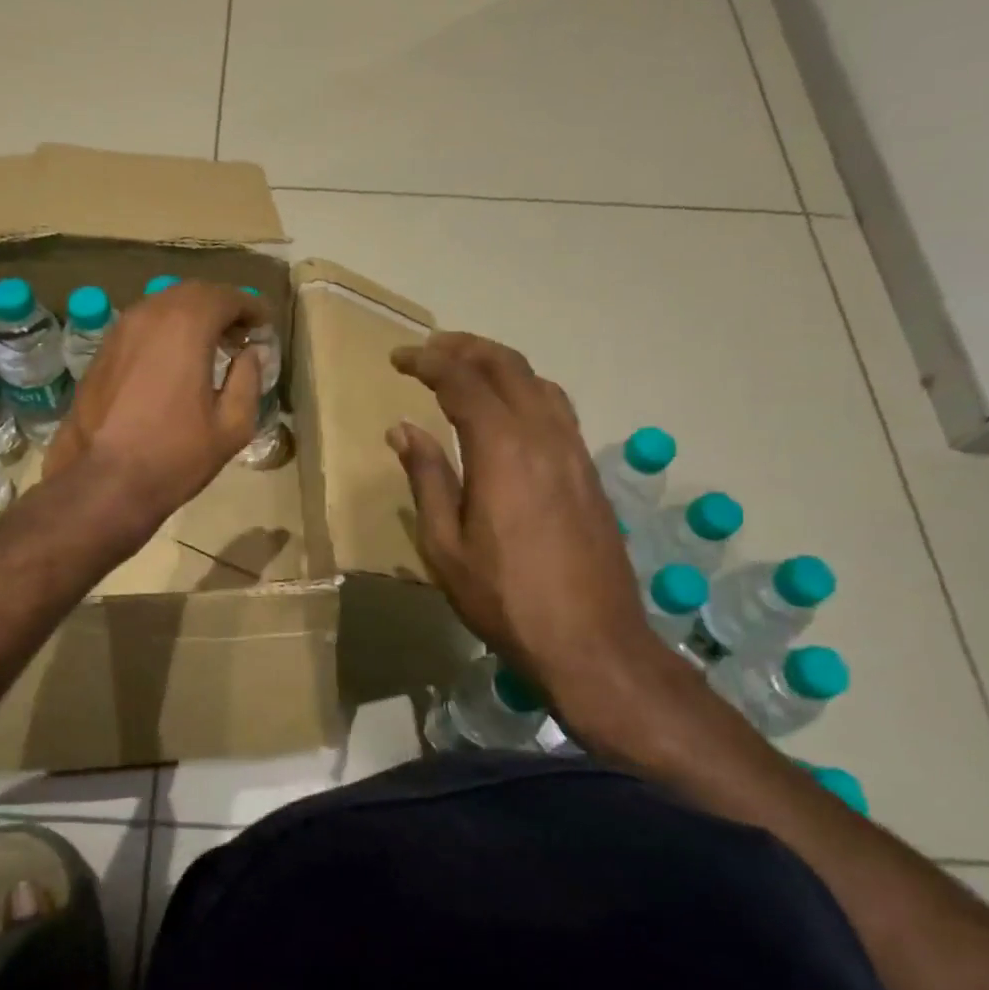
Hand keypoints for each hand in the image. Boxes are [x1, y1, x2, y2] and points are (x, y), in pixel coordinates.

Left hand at [45, 281, 265, 540]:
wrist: (105, 481)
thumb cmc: (176, 455)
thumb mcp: (232, 424)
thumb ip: (248, 379)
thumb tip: (252, 353)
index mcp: (186, 325)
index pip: (226, 297)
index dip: (251, 307)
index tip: (265, 325)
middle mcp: (149, 314)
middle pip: (193, 293)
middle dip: (221, 307)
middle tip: (241, 334)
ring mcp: (119, 331)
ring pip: (163, 307)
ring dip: (191, 318)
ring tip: (210, 347)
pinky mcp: (101, 352)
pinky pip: (141, 327)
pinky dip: (165, 332)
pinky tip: (174, 362)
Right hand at [388, 332, 670, 711]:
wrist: (591, 641)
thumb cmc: (504, 599)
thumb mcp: (445, 546)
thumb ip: (427, 478)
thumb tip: (403, 429)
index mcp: (502, 449)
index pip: (462, 381)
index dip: (427, 362)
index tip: (398, 359)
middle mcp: (544, 436)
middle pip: (507, 366)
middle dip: (464, 348)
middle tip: (429, 349)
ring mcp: (575, 452)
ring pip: (539, 382)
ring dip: (500, 364)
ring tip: (466, 368)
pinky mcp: (590, 473)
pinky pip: (557, 409)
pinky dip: (526, 391)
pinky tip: (509, 410)